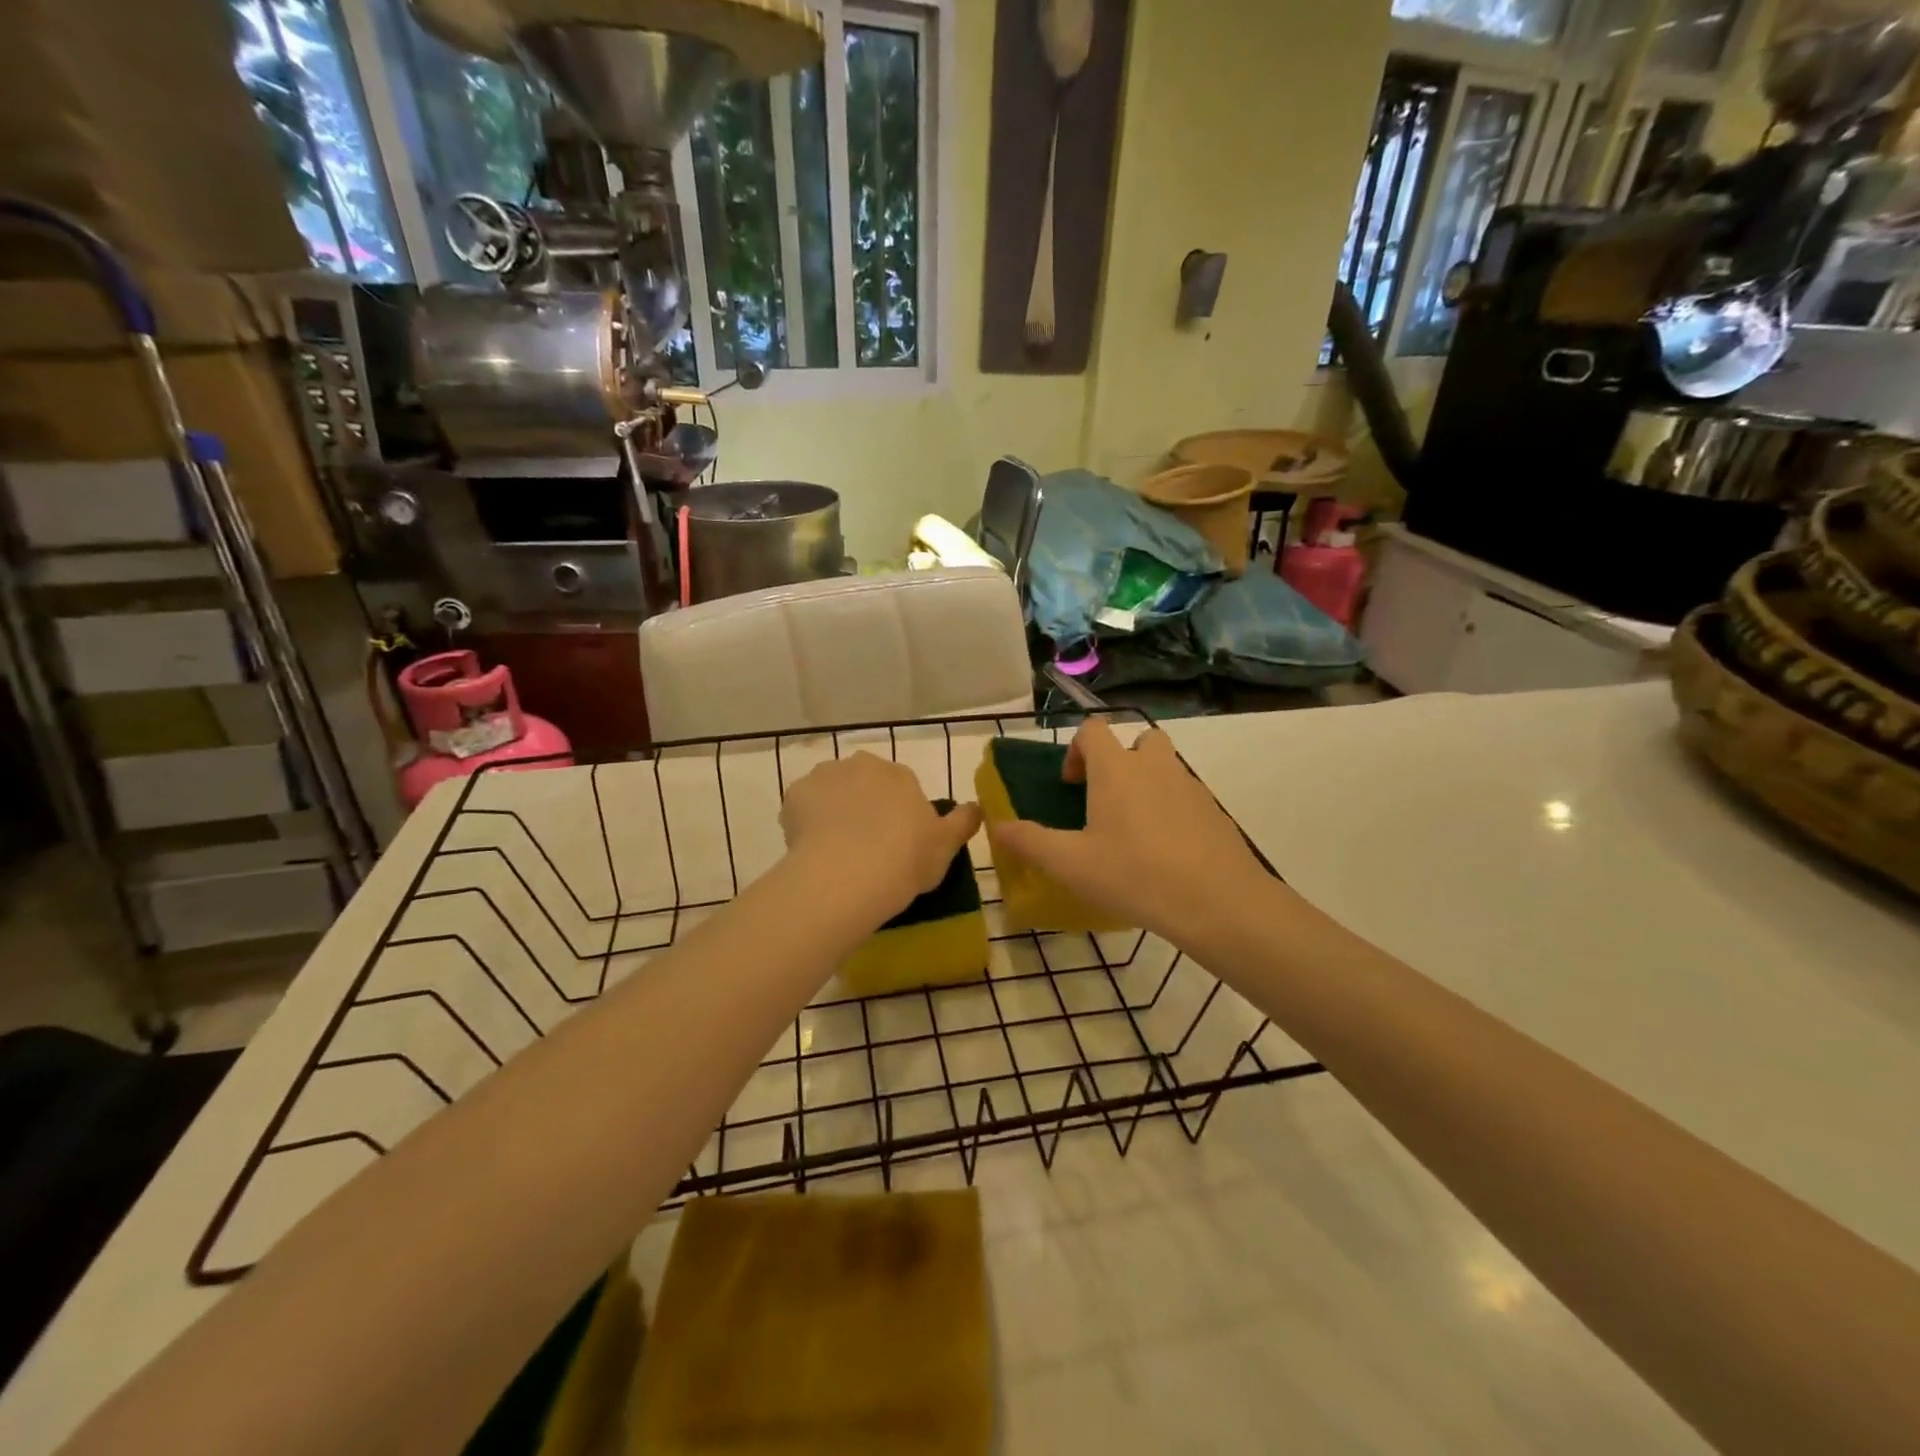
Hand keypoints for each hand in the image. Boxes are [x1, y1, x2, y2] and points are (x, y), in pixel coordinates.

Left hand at [781, 753, 983, 921]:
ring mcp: (824, 777)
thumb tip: (978, 806)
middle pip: (863, 783)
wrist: (847, 875)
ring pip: (831, 792)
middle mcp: (861, 765)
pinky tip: (813, 850)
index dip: (897, 815)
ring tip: (837, 851)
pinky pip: (802, 807)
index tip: (896, 844)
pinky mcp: (793, 795)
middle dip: (864, 806)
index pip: (900, 787)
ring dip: (834, 811)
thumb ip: (963, 822)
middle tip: (866, 847)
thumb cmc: (905, 859)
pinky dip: (806, 823)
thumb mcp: (946, 846)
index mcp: (899, 774)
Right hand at [987, 719, 1273, 944]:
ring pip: (1164, 767)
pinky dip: (1171, 810)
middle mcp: (1154, 766)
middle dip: (1118, 761)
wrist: (1217, 902)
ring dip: (1146, 783)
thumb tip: (996, 826)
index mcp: (1116, 769)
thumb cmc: (1134, 874)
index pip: (1093, 729)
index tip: (1071, 785)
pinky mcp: (1214, 811)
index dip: (1077, 749)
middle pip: (1136, 740)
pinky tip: (1164, 852)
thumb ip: (1029, 842)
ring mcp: (1189, 786)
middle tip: (1105, 800)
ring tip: (1133, 830)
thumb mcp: (1070, 864)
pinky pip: (1185, 796)